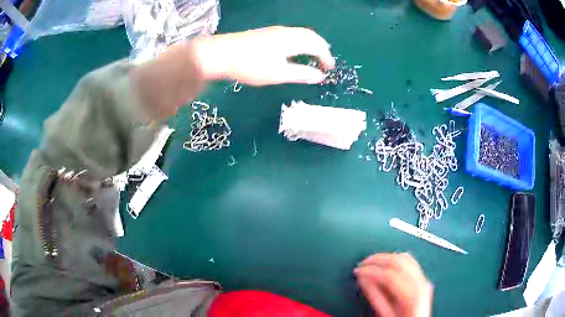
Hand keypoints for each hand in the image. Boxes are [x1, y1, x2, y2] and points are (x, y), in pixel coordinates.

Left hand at [192, 26, 334, 85]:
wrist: (221, 53)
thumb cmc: (251, 65)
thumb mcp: (278, 74)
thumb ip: (301, 74)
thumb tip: (319, 76)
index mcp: (292, 40)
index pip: (317, 46)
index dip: (326, 57)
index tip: (329, 70)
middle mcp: (286, 32)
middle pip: (311, 36)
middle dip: (321, 48)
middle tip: (325, 61)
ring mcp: (274, 31)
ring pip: (300, 34)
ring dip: (310, 44)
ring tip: (312, 56)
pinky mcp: (265, 34)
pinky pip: (291, 35)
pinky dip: (300, 42)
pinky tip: (293, 50)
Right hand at [354, 253, 432, 316]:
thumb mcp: (385, 314)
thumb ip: (374, 296)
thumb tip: (362, 278)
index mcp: (412, 294)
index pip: (390, 275)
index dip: (371, 271)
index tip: (357, 271)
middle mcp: (421, 283)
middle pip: (399, 262)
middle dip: (378, 259)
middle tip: (362, 263)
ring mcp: (424, 279)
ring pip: (406, 258)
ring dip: (387, 257)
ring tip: (371, 263)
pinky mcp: (423, 279)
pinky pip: (410, 263)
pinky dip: (396, 260)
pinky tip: (386, 265)